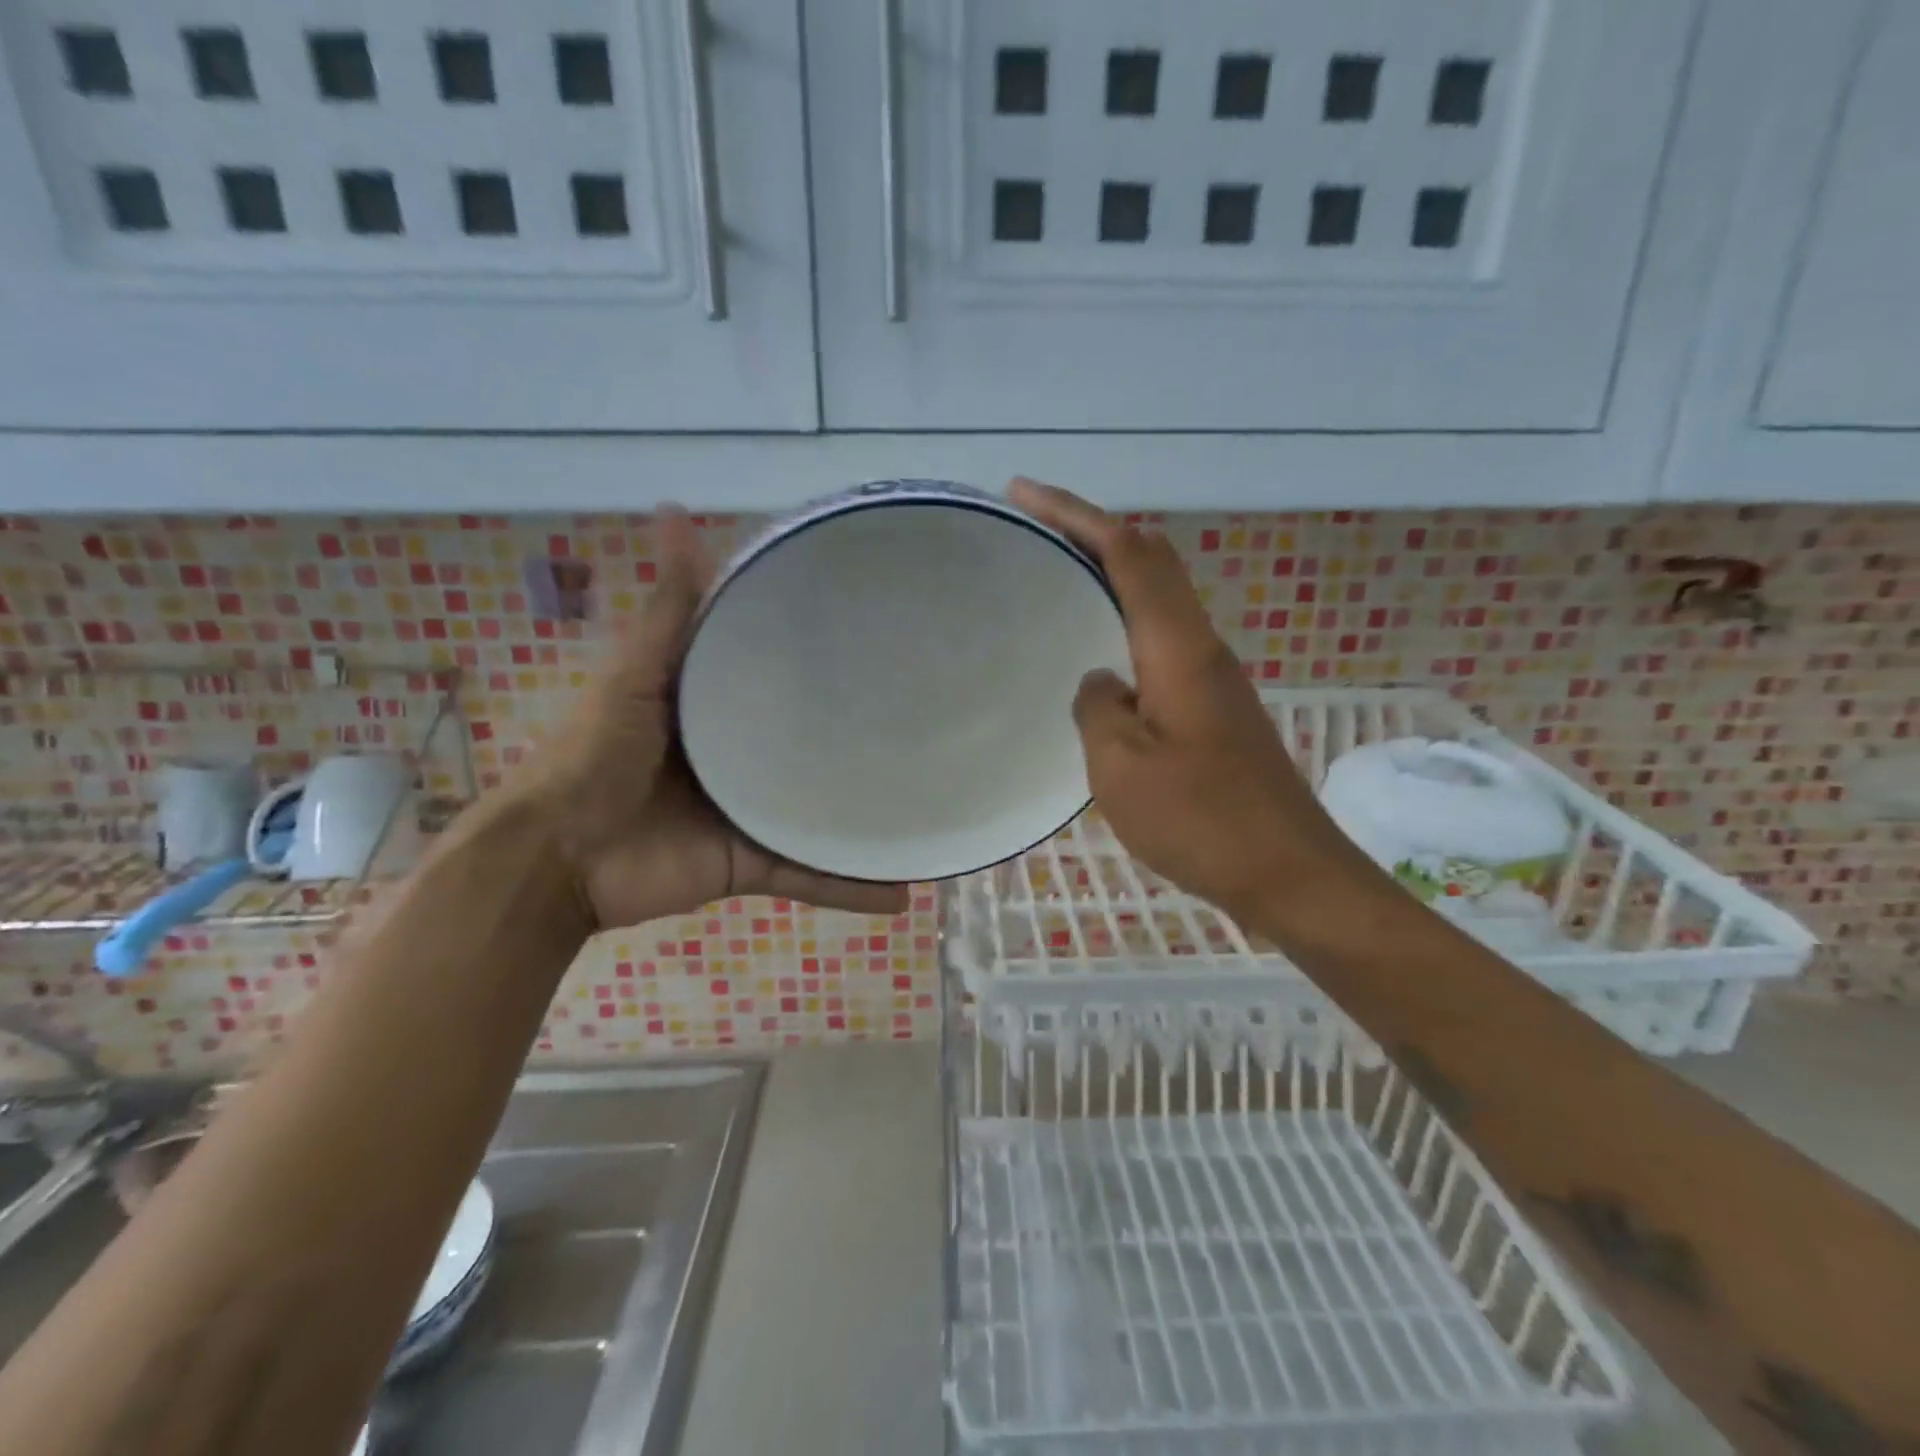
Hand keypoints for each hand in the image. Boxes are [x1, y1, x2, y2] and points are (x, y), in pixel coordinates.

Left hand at [513, 509, 909, 930]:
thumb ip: (669, 610)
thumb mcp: (636, 675)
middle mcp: (740, 756)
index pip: (779, 673)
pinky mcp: (752, 865)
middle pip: (810, 744)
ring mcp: (751, 813)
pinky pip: (811, 875)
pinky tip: (903, 889)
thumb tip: (674, 509)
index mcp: (716, 708)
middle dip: (859, 736)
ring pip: (822, 812)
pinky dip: (851, 886)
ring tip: (932, 805)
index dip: (823, 652)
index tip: (881, 631)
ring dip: (868, 816)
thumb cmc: (591, 758)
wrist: (555, 861)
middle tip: (928, 716)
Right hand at [1008, 479, 1381, 930]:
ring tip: (1056, 579)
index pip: (1129, 553)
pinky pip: (1161, 642)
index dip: (1076, 515)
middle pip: (1151, 562)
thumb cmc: (1201, 820)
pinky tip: (1095, 653)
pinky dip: (1123, 623)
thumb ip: (1097, 708)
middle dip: (1092, 532)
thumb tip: (1099, 679)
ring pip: (1159, 601)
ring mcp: (1213, 679)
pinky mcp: (1215, 709)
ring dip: (1110, 575)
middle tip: (1035, 529)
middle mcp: (1202, 648)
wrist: (1289, 873)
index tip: (1024, 494)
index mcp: (1178, 649)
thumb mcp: (1120, 767)